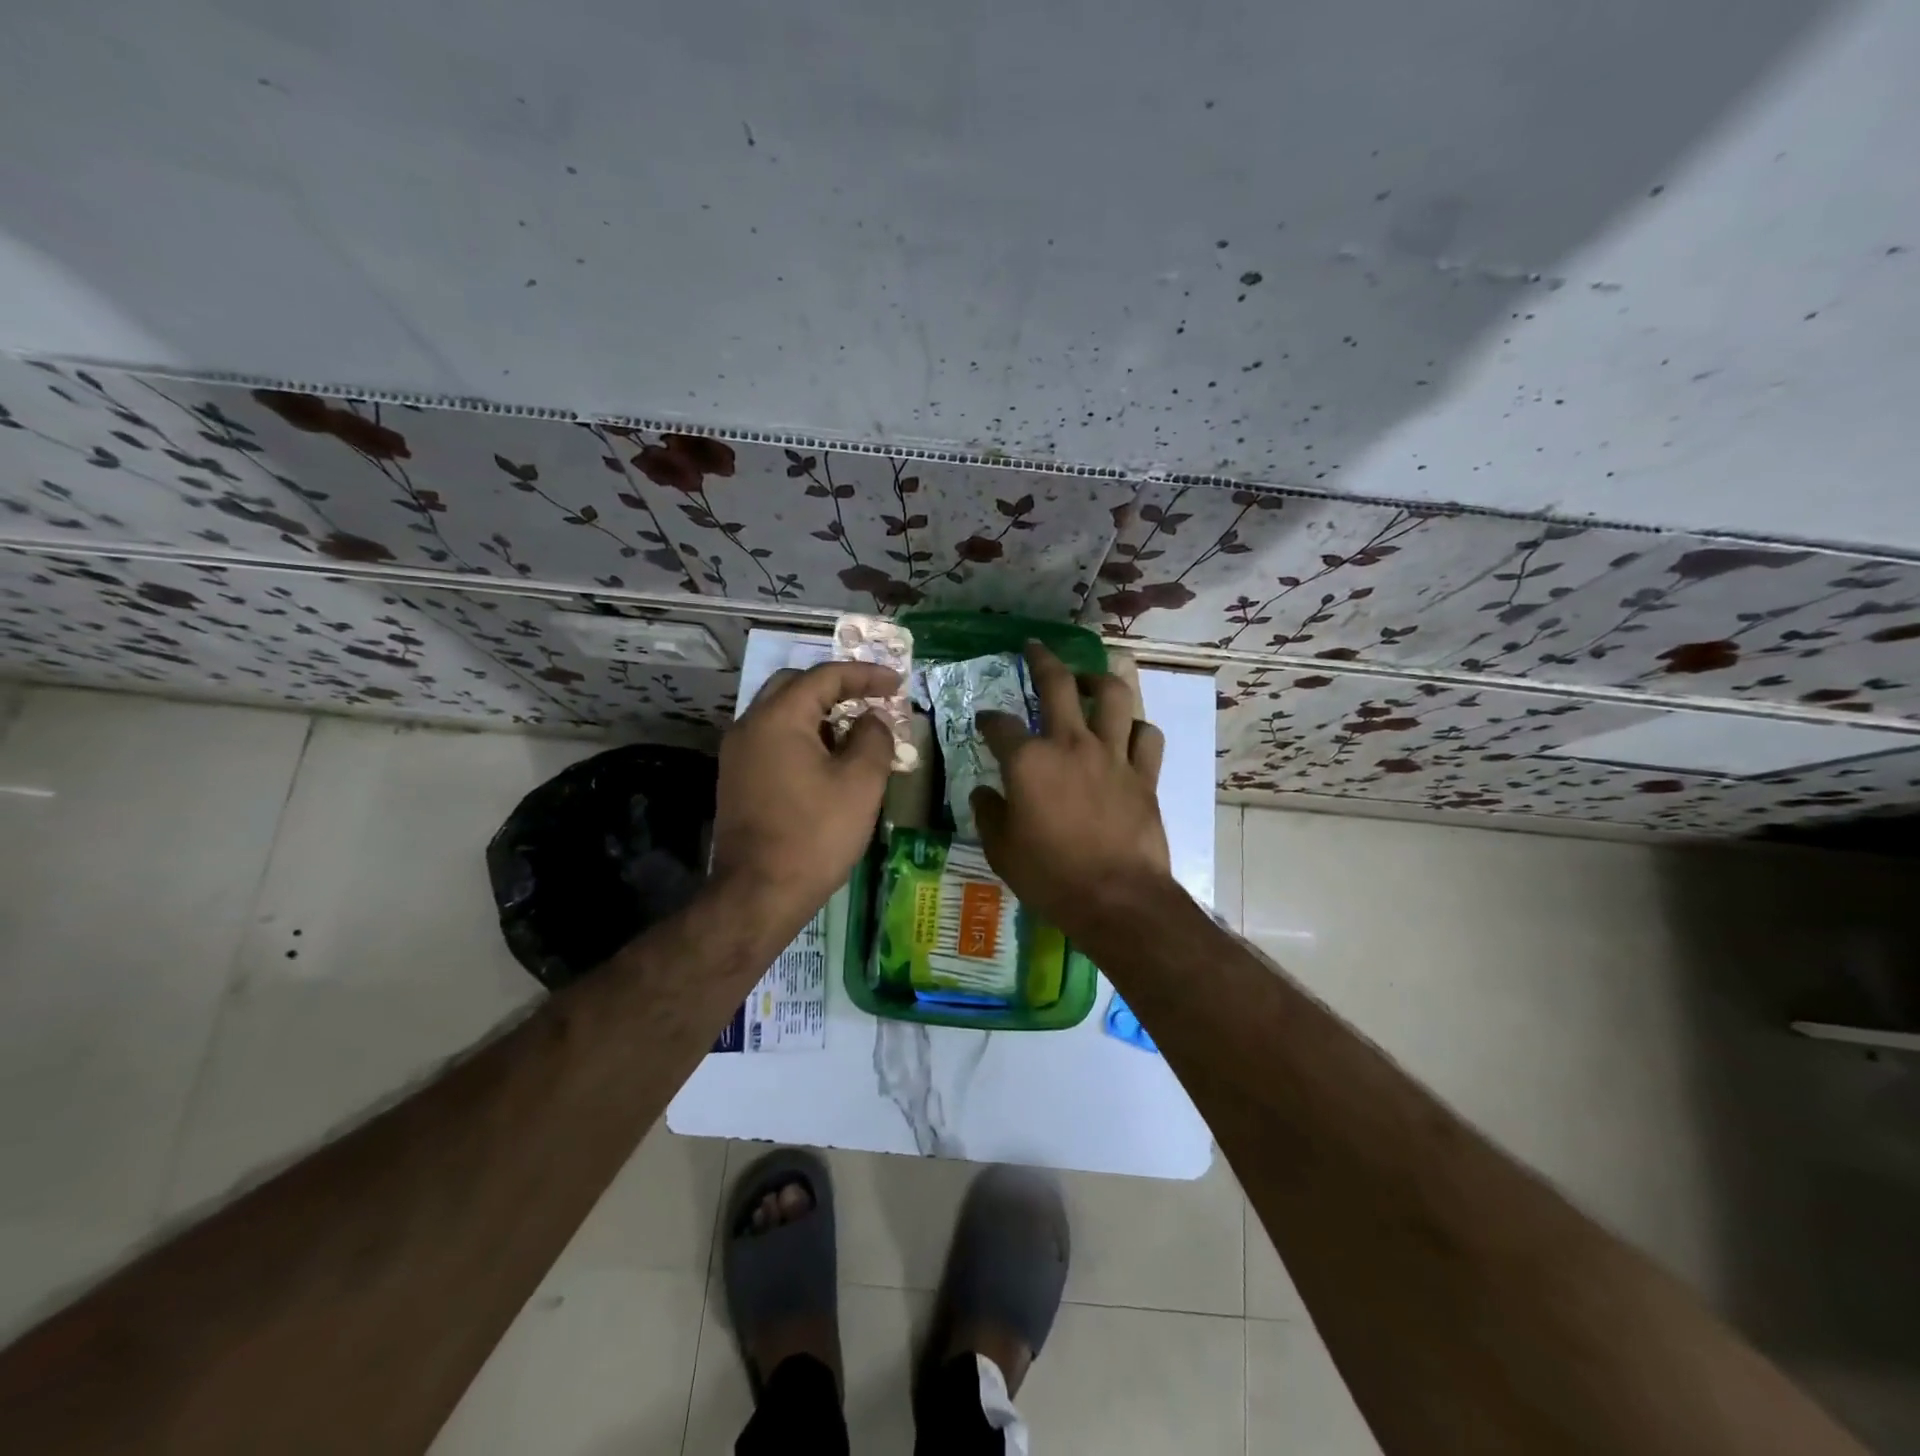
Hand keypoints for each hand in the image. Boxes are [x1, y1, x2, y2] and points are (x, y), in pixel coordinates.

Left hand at [710, 659, 899, 938]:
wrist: (758, 893)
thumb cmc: (815, 834)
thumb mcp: (860, 783)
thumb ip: (874, 738)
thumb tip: (872, 720)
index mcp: (778, 718)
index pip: (824, 676)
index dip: (865, 674)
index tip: (897, 684)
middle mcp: (750, 725)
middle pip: (795, 686)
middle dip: (837, 687)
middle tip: (872, 700)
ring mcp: (738, 753)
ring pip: (782, 713)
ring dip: (820, 714)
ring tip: (857, 732)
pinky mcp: (738, 778)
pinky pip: (773, 739)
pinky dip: (803, 737)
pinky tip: (829, 761)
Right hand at [970, 642, 1173, 944]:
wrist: (1117, 899)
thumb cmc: (1051, 877)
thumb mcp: (1001, 850)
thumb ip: (989, 814)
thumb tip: (984, 793)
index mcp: (1028, 762)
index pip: (1000, 725)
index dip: (988, 719)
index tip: (984, 722)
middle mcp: (1071, 744)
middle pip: (1058, 685)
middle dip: (1042, 660)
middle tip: (1035, 647)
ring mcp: (1112, 755)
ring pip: (1113, 696)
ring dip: (1098, 680)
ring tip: (1089, 680)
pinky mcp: (1144, 774)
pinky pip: (1146, 736)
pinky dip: (1136, 728)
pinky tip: (1127, 732)